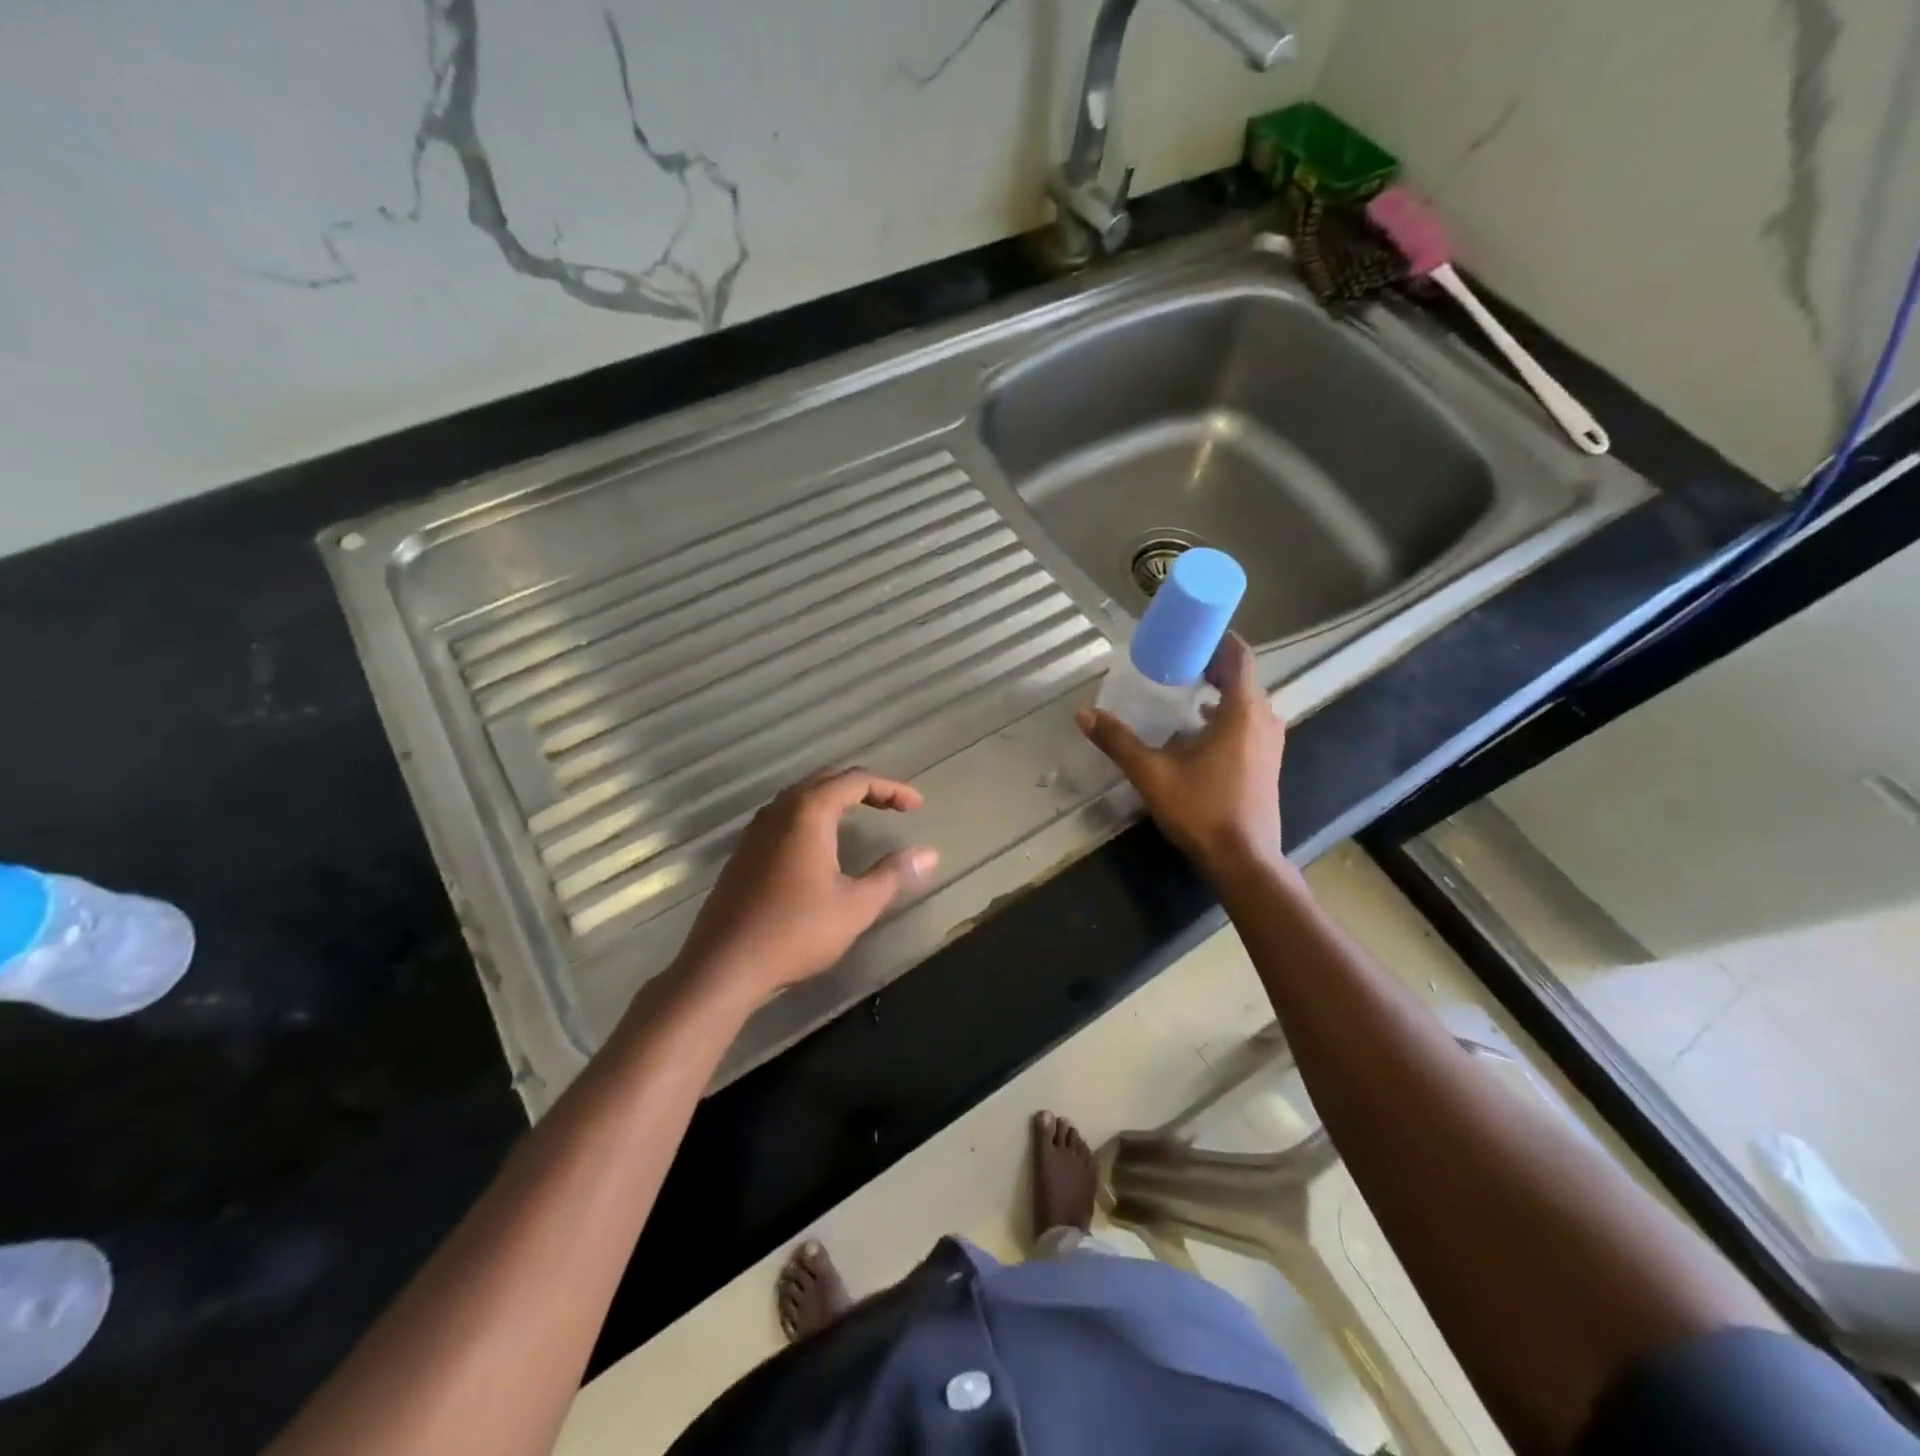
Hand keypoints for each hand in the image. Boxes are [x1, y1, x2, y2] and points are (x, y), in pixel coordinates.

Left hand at [674, 768, 938, 1004]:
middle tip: (895, 806)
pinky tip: (822, 842)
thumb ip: (893, 874)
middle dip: (866, 787)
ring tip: (863, 814)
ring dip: (837, 798)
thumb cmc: (796, 931)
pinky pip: (786, 815)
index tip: (916, 807)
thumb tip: (929, 854)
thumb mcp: (856, 905)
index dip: (891, 789)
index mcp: (809, 812)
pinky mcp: (744, 851)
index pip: (856, 781)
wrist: (724, 965)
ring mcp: (757, 829)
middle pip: (828, 780)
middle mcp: (780, 810)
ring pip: (803, 795)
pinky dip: (814, 814)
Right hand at [1076, 634, 1285, 873]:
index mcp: (1242, 711)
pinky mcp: (1268, 764)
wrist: (1243, 859)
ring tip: (1186, 690)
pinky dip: (1227, 715)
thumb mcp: (1152, 773)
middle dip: (1213, 665)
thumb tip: (1083, 714)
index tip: (1191, 634)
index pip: (1239, 657)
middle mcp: (1264, 719)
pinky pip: (1249, 724)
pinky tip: (1198, 731)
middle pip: (1243, 678)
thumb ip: (1118, 741)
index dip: (1218, 640)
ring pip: (1247, 703)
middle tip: (1178, 661)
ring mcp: (1270, 744)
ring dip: (1221, 692)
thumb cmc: (1202, 809)